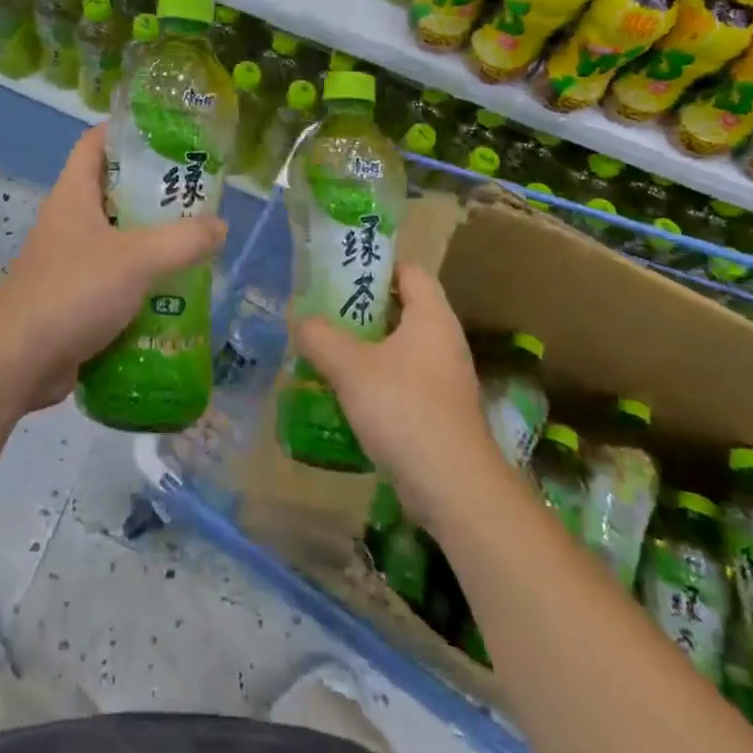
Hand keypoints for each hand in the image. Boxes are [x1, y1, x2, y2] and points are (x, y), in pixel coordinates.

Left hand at [0, 126, 227, 413]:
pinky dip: (141, 281)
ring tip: (195, 243)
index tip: (168, 134)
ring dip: (152, 241)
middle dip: (154, 191)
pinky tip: (173, 291)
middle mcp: (69, 221)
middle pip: (114, 190)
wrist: (17, 361)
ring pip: (117, 238)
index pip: (95, 142)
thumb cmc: (73, 291)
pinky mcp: (74, 297)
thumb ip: (183, 240)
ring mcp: (69, 260)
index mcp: (74, 194)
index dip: (127, 130)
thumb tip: (219, 225)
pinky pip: (114, 278)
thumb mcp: (137, 259)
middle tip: (196, 195)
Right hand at [287, 264, 501, 528]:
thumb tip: (299, 320)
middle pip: (403, 308)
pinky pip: (403, 379)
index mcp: (431, 317)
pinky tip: (346, 391)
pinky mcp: (439, 411)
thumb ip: (320, 336)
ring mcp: (444, 378)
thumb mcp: (350, 366)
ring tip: (327, 348)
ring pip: (400, 347)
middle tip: (324, 310)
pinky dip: (375, 378)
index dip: (377, 265)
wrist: (453, 486)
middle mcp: (443, 341)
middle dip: (363, 308)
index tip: (341, 271)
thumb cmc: (404, 409)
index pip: (410, 271)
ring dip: (366, 346)